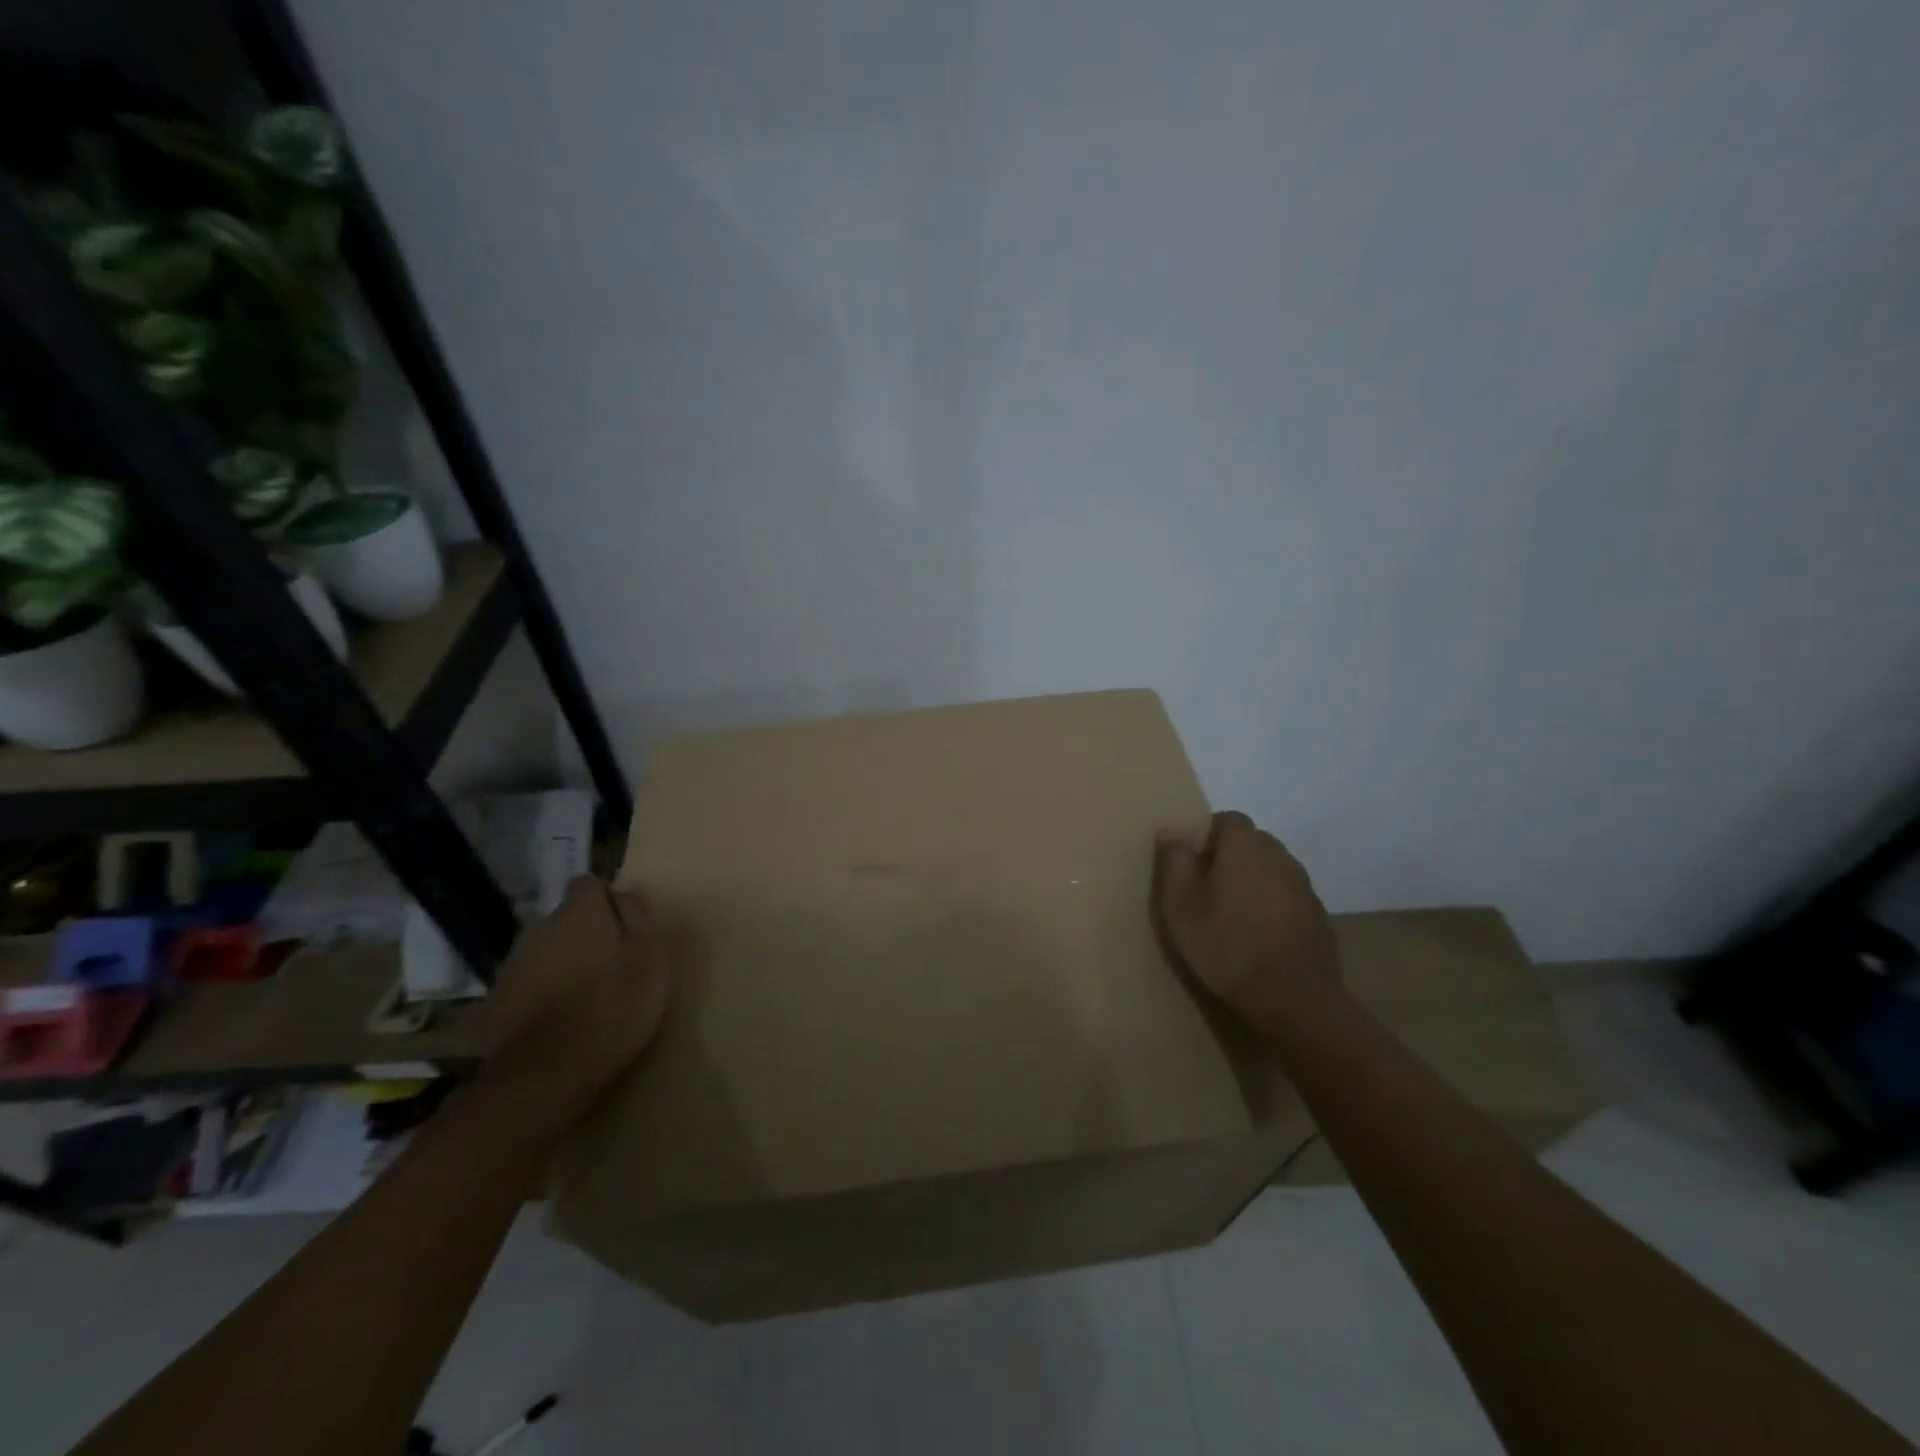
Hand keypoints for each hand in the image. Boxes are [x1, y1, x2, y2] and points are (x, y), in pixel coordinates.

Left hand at [479, 876, 673, 1120]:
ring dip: (562, 963)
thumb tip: (625, 890)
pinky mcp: (496, 1003)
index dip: (608, 900)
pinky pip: (527, 985)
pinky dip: (542, 993)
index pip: (589, 884)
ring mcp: (512, 966)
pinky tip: (559, 1020)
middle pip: (565, 919)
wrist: (546, 1074)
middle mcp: (539, 928)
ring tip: (586, 995)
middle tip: (612, 963)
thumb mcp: (650, 956)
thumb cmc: (613, 1006)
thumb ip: (638, 916)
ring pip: (545, 951)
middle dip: (585, 933)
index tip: (626, 926)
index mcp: (578, 912)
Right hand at [1152, 811, 1342, 1036]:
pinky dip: (1272, 905)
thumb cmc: (1227, 947)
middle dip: (1229, 856)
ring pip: (1271, 869)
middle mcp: (1279, 856)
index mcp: (1245, 847)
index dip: (1207, 835)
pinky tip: (1260, 935)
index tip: (1192, 865)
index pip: (1227, 819)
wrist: (1294, 1000)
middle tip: (1207, 890)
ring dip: (1252, 881)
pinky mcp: (1318, 915)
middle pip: (1251, 841)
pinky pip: (1287, 896)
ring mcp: (1304, 886)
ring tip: (1233, 915)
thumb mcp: (1181, 906)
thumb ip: (1174, 861)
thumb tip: (1172, 830)